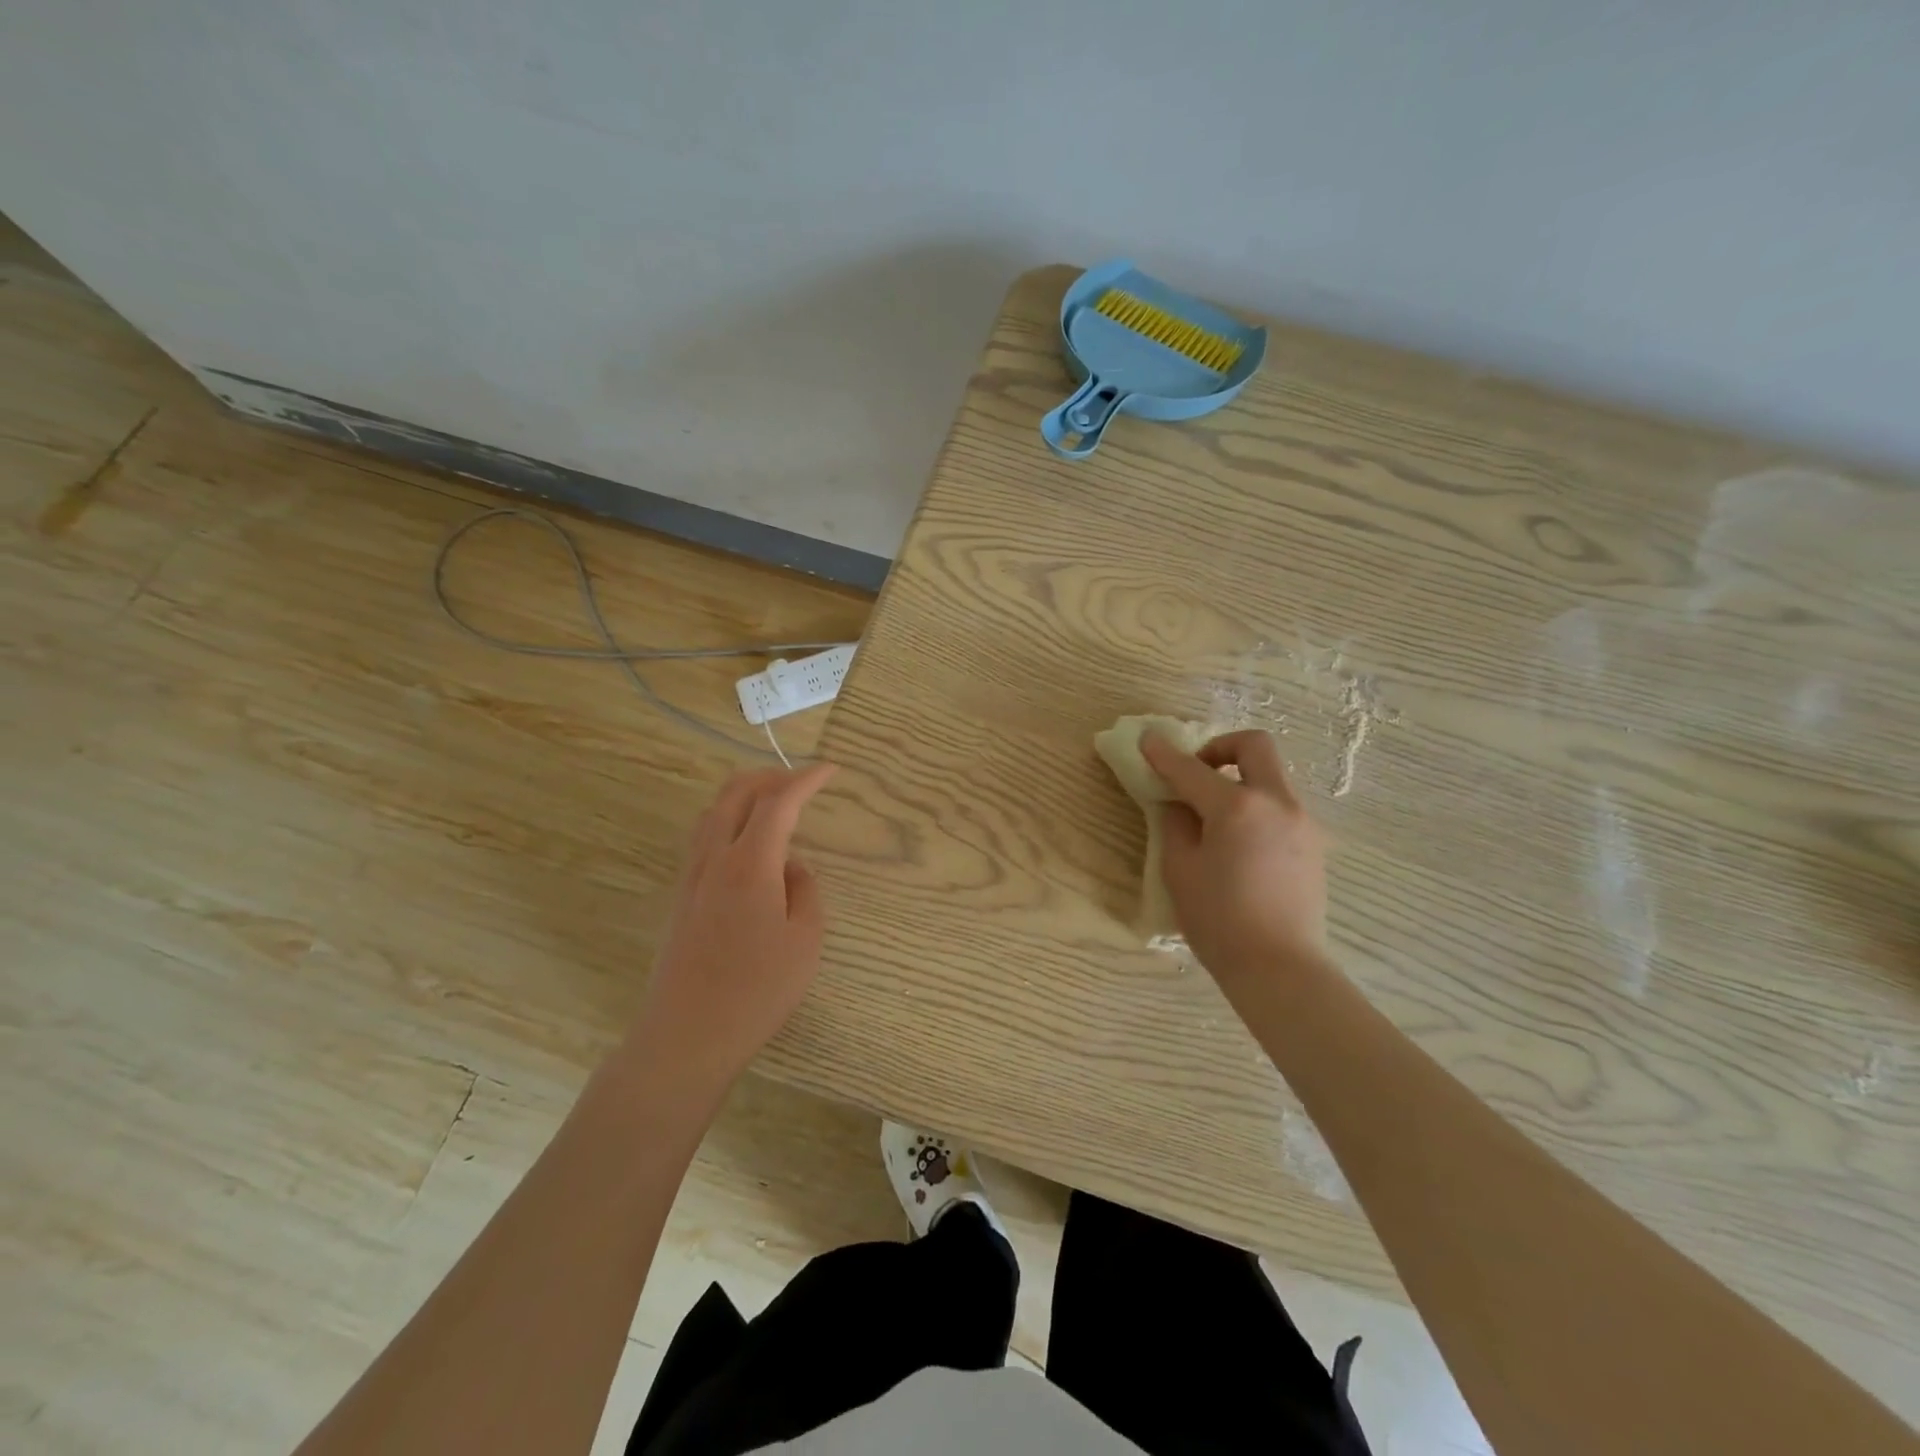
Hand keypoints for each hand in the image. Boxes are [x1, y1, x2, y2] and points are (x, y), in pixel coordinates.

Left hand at [627, 765, 836, 1092]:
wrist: (687, 1036)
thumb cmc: (756, 991)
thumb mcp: (805, 940)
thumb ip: (805, 891)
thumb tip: (791, 867)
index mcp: (750, 864)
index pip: (778, 802)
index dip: (806, 779)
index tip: (830, 770)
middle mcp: (714, 859)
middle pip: (735, 793)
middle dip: (770, 776)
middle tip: (800, 780)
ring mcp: (691, 877)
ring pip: (712, 812)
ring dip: (744, 795)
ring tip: (773, 804)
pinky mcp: (681, 897)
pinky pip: (703, 837)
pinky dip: (728, 820)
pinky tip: (747, 844)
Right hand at [1140, 729, 1327, 987]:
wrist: (1279, 967)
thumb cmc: (1219, 920)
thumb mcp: (1180, 869)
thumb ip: (1176, 825)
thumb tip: (1179, 804)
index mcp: (1237, 807)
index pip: (1191, 769)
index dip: (1164, 753)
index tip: (1147, 739)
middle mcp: (1276, 802)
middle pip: (1254, 746)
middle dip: (1221, 747)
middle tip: (1197, 771)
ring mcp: (1302, 821)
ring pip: (1271, 777)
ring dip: (1240, 779)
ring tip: (1215, 816)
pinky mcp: (1314, 844)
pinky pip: (1280, 806)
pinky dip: (1256, 805)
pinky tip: (1239, 842)